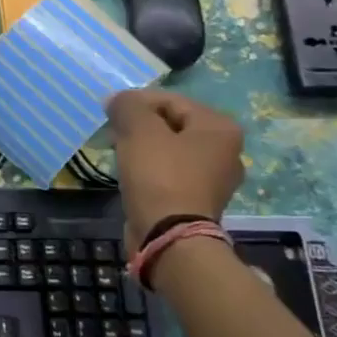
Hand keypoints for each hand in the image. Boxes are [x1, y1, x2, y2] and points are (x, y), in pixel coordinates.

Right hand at [103, 90, 245, 247]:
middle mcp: (226, 151)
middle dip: (140, 125)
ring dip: (143, 146)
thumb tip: (118, 99)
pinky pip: (170, 172)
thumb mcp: (138, 129)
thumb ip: (127, 105)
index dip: (136, 102)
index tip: (110, 112)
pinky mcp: (198, 201)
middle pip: (172, 124)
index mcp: (220, 128)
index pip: (170, 100)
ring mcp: (214, 179)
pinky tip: (131, 174)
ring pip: (170, 149)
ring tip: (118, 151)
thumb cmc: (159, 175)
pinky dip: (150, 168)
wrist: (168, 236)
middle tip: (113, 132)